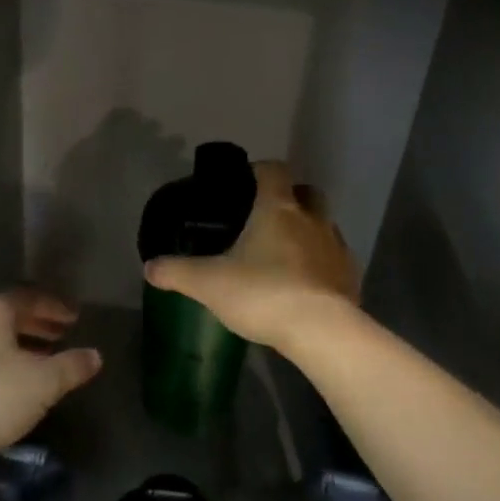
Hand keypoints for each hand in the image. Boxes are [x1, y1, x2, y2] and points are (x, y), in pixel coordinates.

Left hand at [0, 291, 101, 475]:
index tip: (75, 318)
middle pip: (8, 317)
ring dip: (19, 349)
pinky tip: (13, 390)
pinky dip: (1, 368)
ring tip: (42, 364)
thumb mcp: (42, 383)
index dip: (55, 307)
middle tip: (62, 337)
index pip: (30, 297)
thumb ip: (71, 367)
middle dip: (37, 326)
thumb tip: (95, 356)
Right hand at [143, 161, 357, 350]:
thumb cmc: (262, 293)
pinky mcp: (350, 276)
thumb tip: (149, 267)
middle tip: (266, 218)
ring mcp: (336, 247)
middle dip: (290, 198)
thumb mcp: (208, 283)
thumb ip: (177, 272)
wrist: (320, 330)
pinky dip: (321, 265)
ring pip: (324, 226)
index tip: (245, 181)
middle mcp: (313, 219)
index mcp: (278, 208)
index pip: (274, 170)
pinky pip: (335, 260)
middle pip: (307, 193)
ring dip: (307, 233)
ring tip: (283, 256)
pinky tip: (304, 286)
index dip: (259, 170)